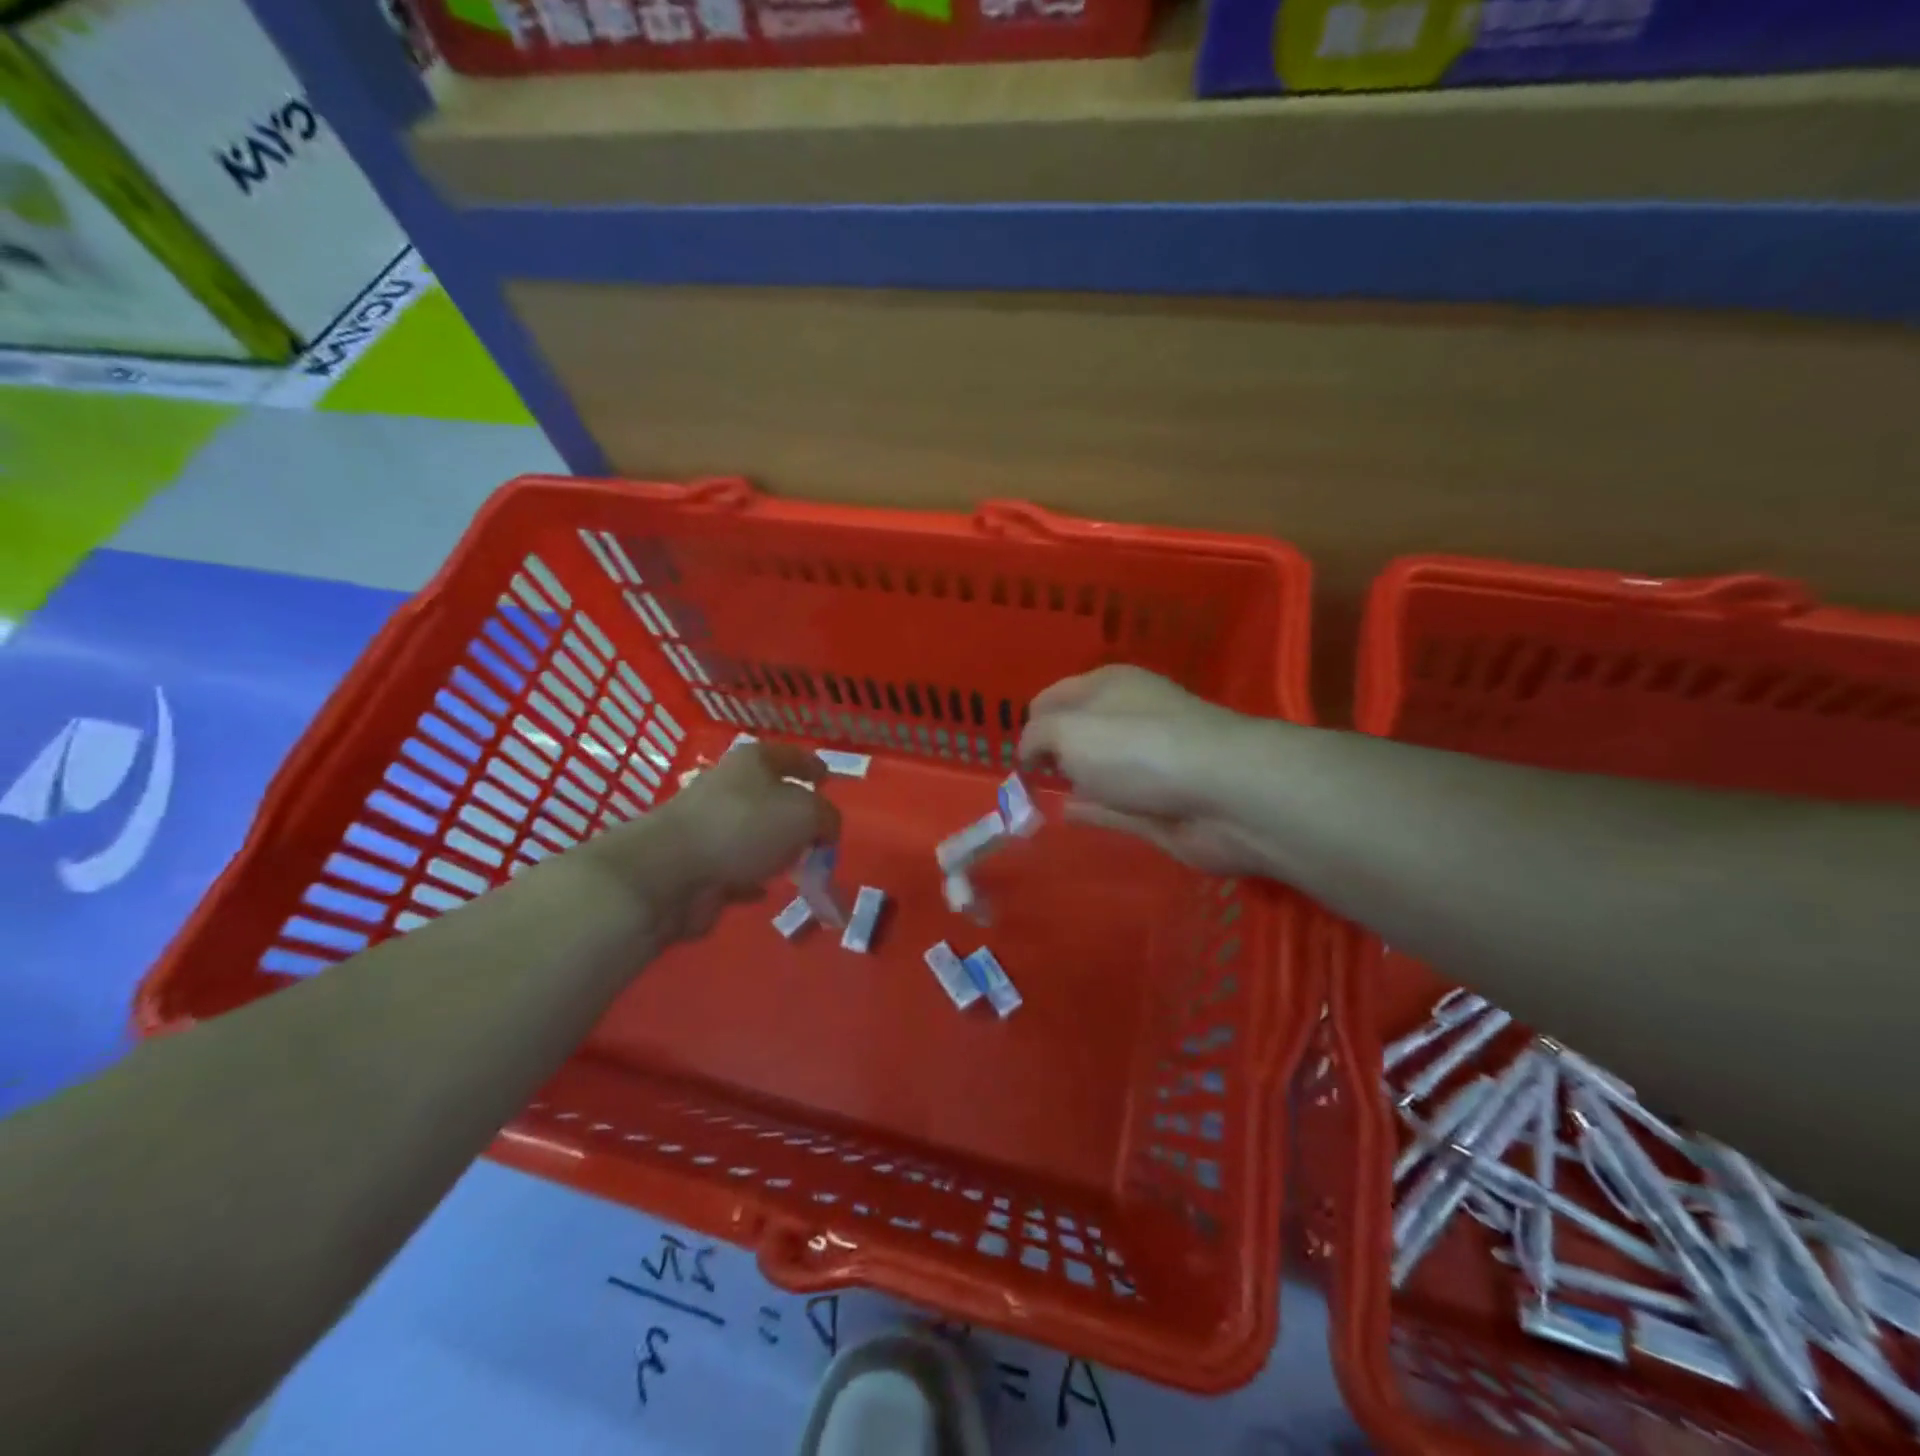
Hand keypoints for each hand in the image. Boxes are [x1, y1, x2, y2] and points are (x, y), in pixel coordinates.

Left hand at [595, 742, 838, 940]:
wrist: (670, 872)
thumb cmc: (744, 827)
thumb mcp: (806, 814)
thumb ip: (827, 818)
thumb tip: (825, 829)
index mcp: (753, 763)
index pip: (789, 755)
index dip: (811, 764)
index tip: (827, 777)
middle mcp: (728, 788)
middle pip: (769, 795)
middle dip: (794, 812)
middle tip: (818, 831)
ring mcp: (708, 827)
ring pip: (751, 834)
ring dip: (773, 848)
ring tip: (799, 864)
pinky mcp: (696, 865)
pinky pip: (734, 870)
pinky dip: (751, 878)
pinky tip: (765, 890)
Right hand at [1017, 666, 1271, 875]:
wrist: (1222, 793)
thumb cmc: (1137, 747)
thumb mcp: (1068, 731)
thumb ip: (1036, 738)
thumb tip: (1029, 752)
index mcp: (1107, 685)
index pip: (1054, 696)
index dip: (1030, 722)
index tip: (1015, 755)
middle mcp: (1127, 719)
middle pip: (1076, 733)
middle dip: (1048, 753)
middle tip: (1019, 781)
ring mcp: (1146, 763)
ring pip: (1094, 770)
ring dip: (1069, 781)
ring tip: (1031, 800)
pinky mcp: (1157, 805)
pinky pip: (1110, 805)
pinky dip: (1089, 808)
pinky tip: (1065, 814)